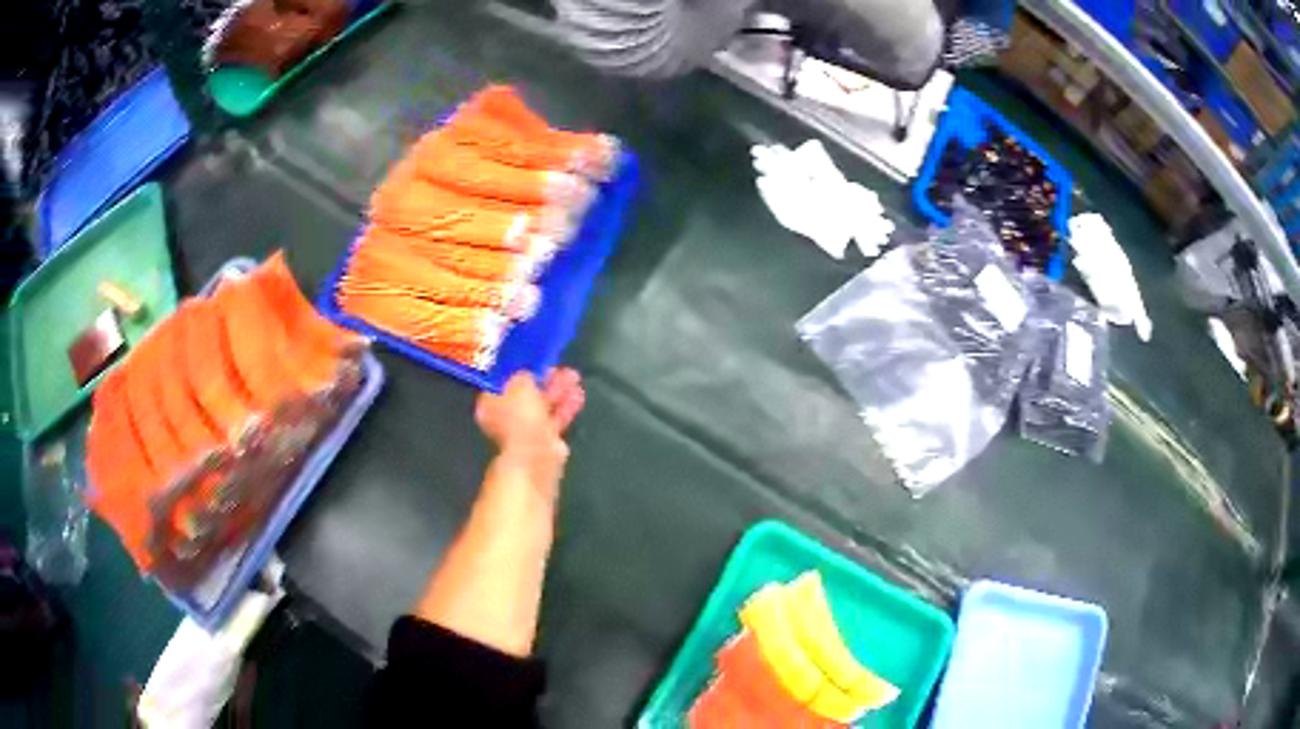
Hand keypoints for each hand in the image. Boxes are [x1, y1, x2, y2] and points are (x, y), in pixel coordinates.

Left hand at [475, 368, 584, 478]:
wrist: (536, 456)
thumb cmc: (521, 417)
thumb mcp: (520, 384)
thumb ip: (524, 373)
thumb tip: (527, 370)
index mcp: (491, 403)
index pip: (504, 381)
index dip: (521, 369)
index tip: (537, 359)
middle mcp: (505, 417)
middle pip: (526, 393)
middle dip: (546, 380)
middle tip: (561, 368)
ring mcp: (525, 431)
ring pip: (543, 406)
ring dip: (559, 391)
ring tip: (575, 378)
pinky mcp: (544, 441)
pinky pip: (554, 419)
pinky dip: (565, 407)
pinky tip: (578, 396)